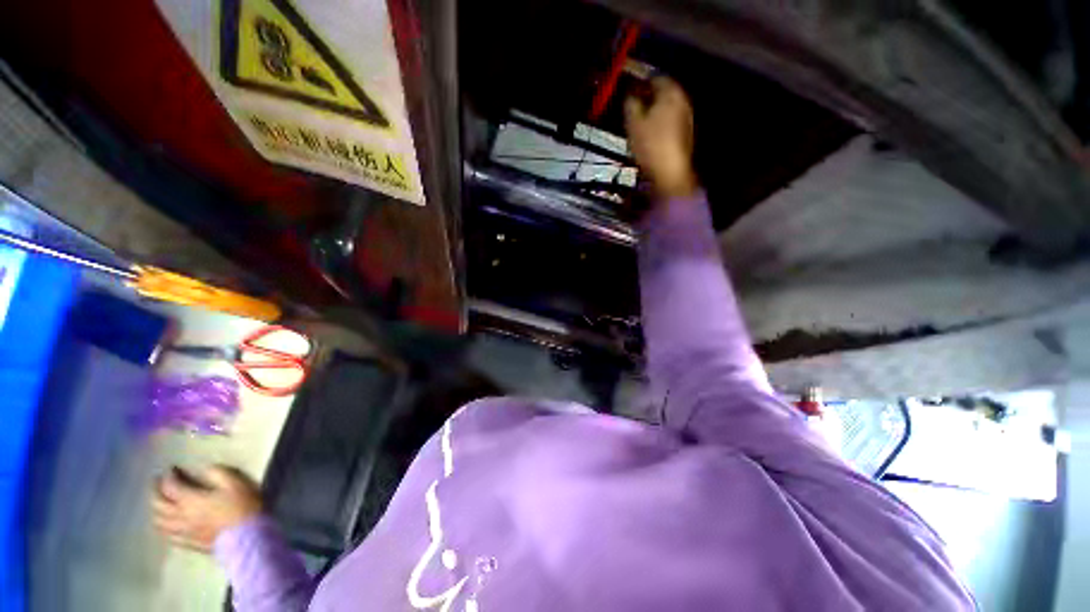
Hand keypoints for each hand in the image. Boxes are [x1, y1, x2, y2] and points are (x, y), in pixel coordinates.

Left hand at [151, 465, 263, 552]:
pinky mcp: (188, 542)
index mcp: (190, 500)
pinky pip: (169, 536)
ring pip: (159, 522)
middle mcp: (180, 516)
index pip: (170, 486)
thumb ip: (218, 474)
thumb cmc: (241, 507)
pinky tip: (167, 526)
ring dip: (156, 511)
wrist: (246, 537)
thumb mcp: (235, 484)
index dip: (169, 476)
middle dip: (155, 492)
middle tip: (156, 483)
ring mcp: (183, 531)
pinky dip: (164, 528)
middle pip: (158, 504)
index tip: (171, 468)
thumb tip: (205, 468)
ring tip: (159, 504)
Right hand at [624, 76, 698, 199]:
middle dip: (647, 96)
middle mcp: (683, 100)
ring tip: (638, 122)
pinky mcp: (685, 134)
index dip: (639, 81)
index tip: (627, 89)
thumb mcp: (633, 122)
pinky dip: (659, 123)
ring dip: (653, 111)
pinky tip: (649, 134)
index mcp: (671, 92)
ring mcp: (686, 117)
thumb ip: (630, 103)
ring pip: (666, 107)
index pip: (655, 76)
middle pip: (663, 91)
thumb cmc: (650, 145)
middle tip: (631, 106)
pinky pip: (669, 121)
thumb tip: (630, 94)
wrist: (670, 173)